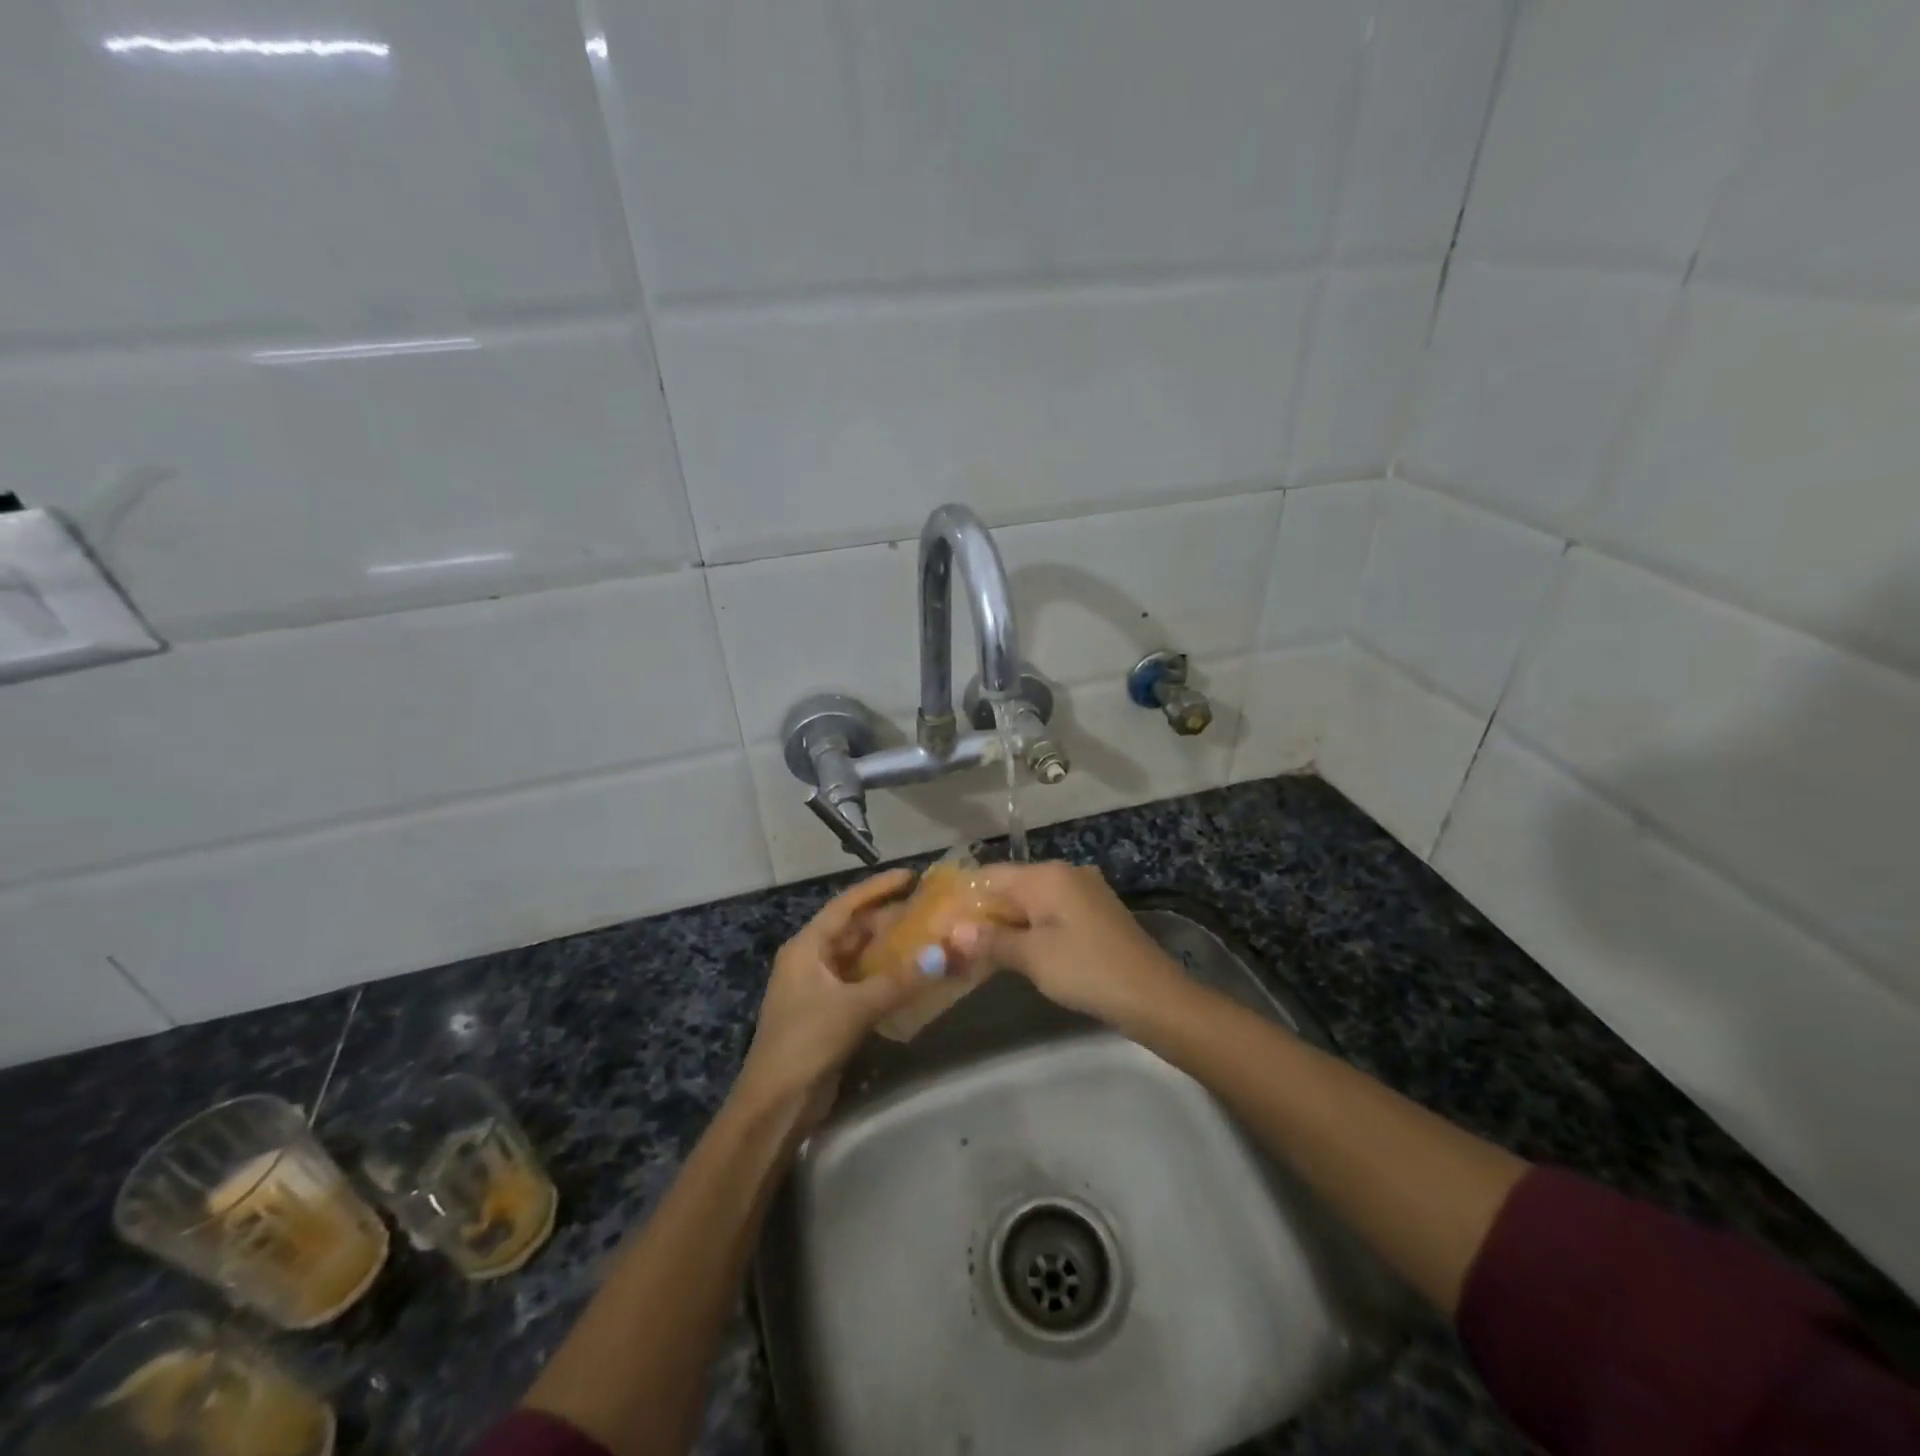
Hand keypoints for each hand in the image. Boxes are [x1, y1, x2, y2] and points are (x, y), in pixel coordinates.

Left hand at [735, 870, 924, 1128]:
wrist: (775, 1105)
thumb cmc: (806, 1042)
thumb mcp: (854, 1007)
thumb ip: (899, 981)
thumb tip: (943, 956)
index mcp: (807, 947)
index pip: (846, 905)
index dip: (878, 888)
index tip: (911, 875)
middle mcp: (812, 960)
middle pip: (855, 929)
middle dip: (890, 918)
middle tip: (930, 909)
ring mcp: (821, 988)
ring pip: (861, 957)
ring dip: (891, 949)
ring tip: (930, 936)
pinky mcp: (831, 1013)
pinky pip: (864, 983)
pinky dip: (887, 977)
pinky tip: (915, 976)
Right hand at [965, 862, 1186, 1031]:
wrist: (1153, 996)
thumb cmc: (1087, 970)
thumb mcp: (1033, 957)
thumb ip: (991, 940)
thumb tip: (954, 930)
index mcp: (1047, 876)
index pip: (990, 875)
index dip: (962, 897)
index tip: (938, 921)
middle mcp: (1065, 873)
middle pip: (1011, 886)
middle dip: (983, 913)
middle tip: (953, 940)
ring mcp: (1084, 891)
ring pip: (1031, 901)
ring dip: (1006, 922)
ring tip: (977, 948)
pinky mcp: (1095, 912)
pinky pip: (1051, 912)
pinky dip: (1030, 927)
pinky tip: (1016, 950)